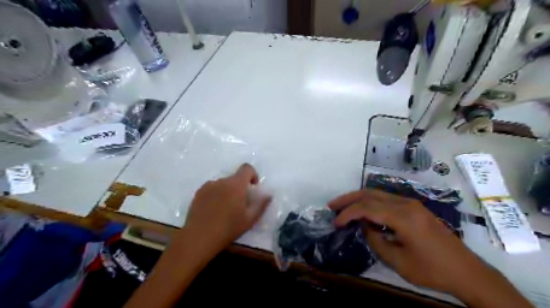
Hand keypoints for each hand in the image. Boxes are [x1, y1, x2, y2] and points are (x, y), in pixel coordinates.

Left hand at [183, 165, 271, 251]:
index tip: (253, 187)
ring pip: (223, 184)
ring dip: (228, 191)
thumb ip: (261, 204)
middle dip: (240, 187)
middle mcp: (222, 181)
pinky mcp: (198, 193)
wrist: (199, 237)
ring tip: (225, 209)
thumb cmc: (228, 228)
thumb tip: (268, 195)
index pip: (246, 168)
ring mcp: (208, 186)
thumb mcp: (250, 219)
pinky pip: (212, 188)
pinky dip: (216, 194)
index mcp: (236, 184)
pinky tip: (214, 210)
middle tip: (239, 204)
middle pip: (234, 178)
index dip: (253, 174)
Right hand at [329, 191, 491, 292]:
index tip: (335, 222)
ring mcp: (412, 204)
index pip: (367, 208)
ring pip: (378, 193)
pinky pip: (387, 199)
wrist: (467, 271)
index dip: (348, 213)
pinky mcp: (415, 208)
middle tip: (332, 206)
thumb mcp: (398, 261)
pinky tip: (364, 212)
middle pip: (371, 194)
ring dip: (359, 199)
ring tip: (344, 207)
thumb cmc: (432, 270)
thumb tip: (364, 226)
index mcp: (403, 217)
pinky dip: (371, 203)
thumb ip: (376, 240)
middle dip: (349, 199)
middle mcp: (406, 204)